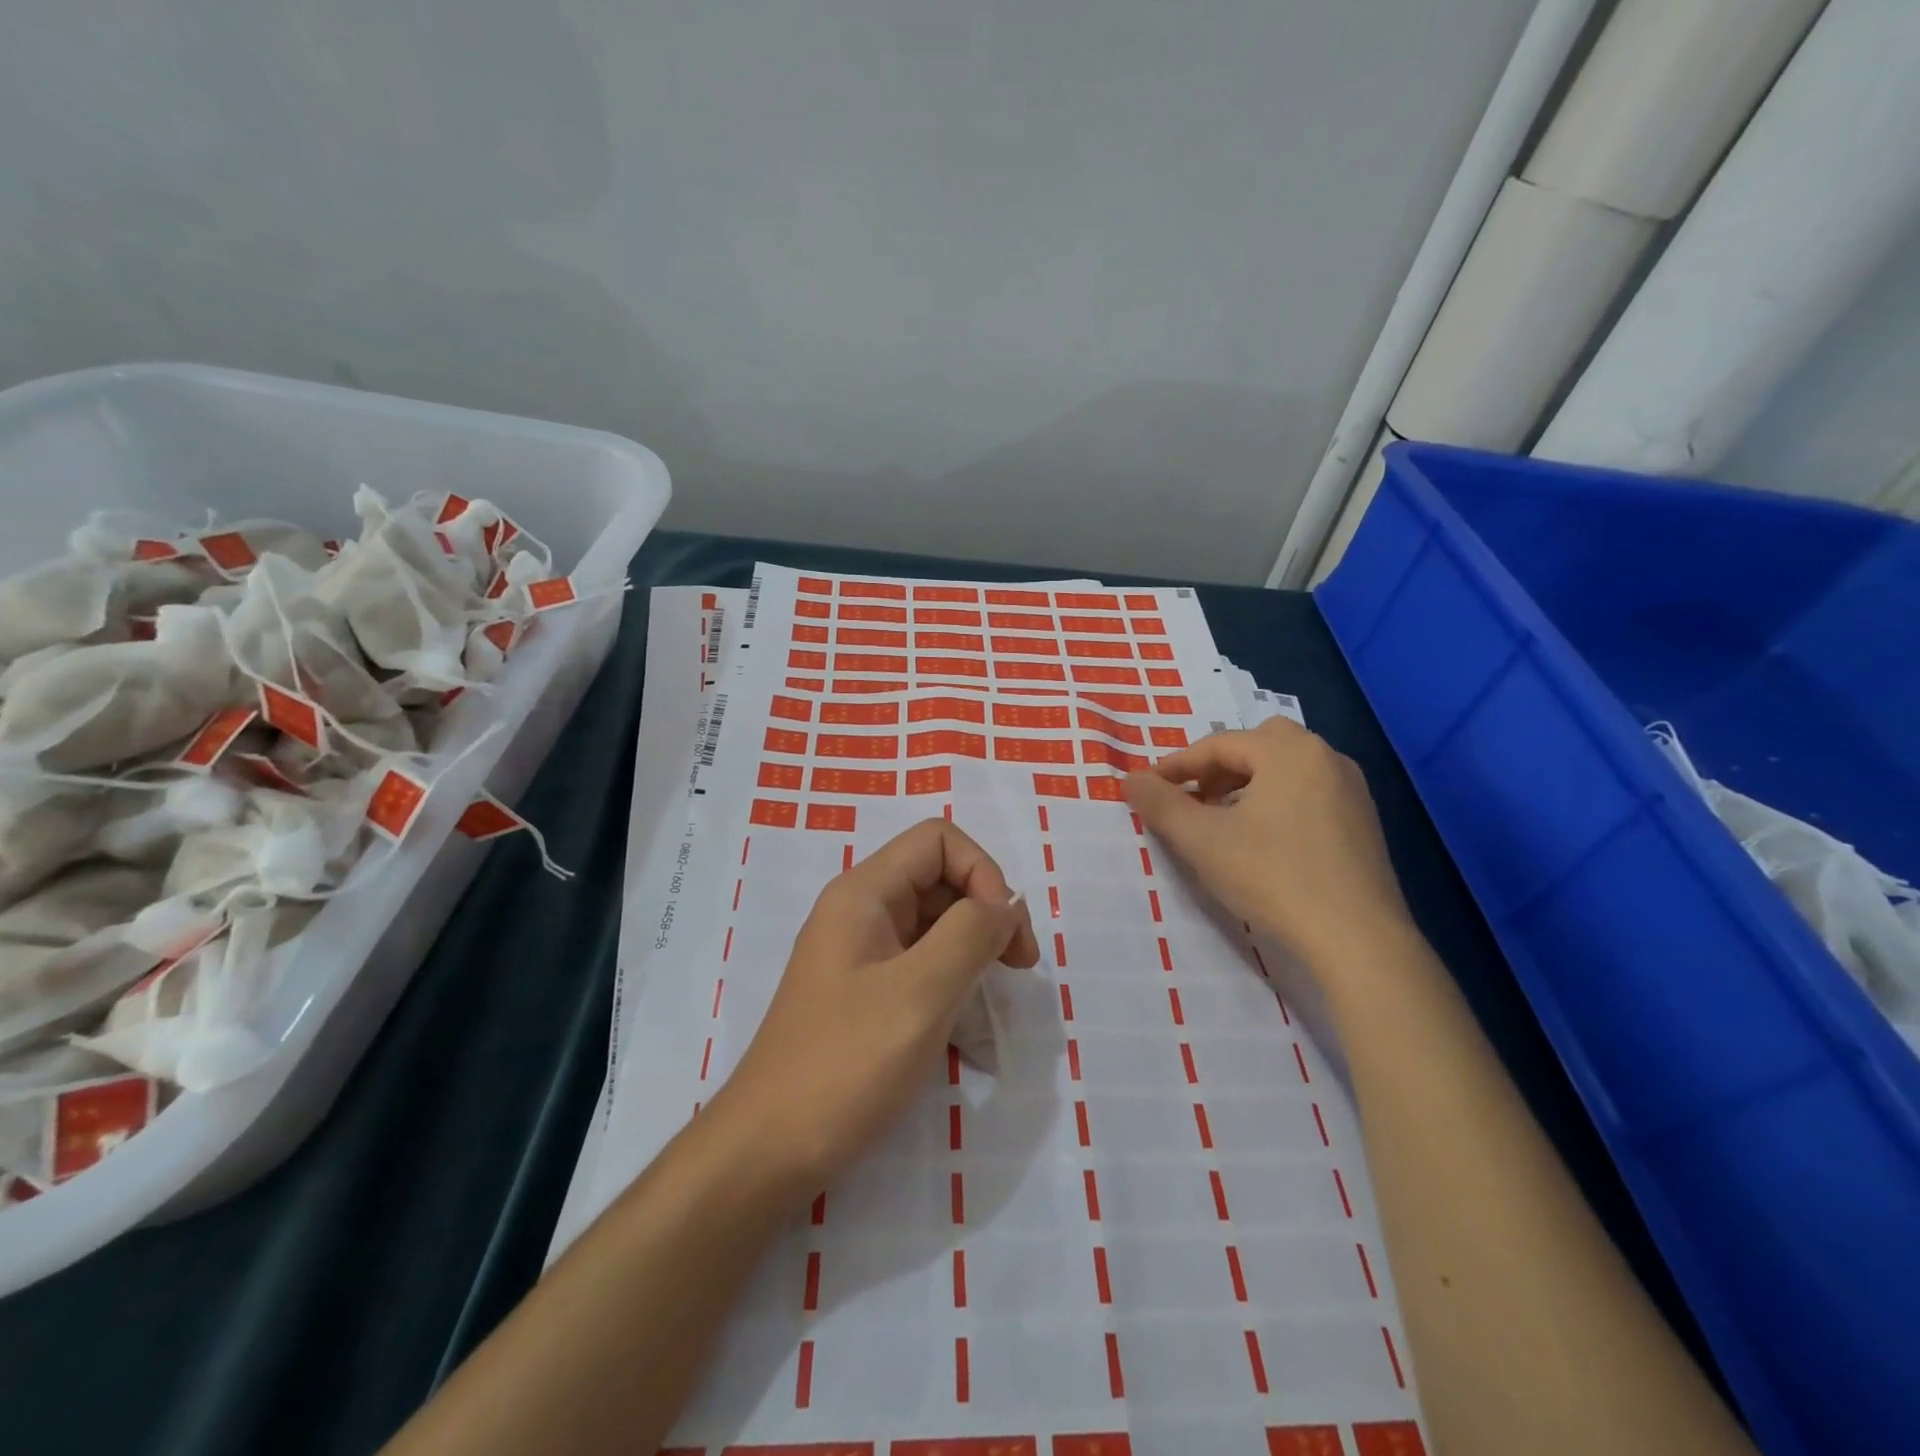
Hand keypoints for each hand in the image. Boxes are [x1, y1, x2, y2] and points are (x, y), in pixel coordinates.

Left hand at [712, 819, 1039, 1197]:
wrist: (768, 1152)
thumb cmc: (845, 1065)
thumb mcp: (920, 993)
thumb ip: (971, 934)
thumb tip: (1006, 904)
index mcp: (864, 893)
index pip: (939, 840)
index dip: (983, 872)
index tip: (1005, 934)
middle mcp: (860, 911)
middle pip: (939, 876)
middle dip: (986, 909)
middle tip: (1017, 967)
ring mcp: (860, 953)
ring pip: (934, 921)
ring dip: (973, 946)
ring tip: (994, 994)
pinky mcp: (864, 992)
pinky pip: (920, 962)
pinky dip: (952, 977)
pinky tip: (966, 1020)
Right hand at [1123, 717, 1411, 978]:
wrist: (1357, 939)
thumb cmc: (1272, 877)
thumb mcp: (1202, 840)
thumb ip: (1161, 804)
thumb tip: (1131, 779)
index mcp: (1288, 751)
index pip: (1219, 744)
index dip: (1178, 765)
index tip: (1148, 788)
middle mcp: (1326, 758)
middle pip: (1260, 744)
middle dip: (1220, 767)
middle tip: (1195, 798)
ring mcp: (1352, 790)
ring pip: (1288, 768)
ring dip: (1249, 783)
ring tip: (1224, 820)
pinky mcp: (1364, 823)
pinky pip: (1310, 793)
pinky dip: (1278, 801)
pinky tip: (1265, 841)